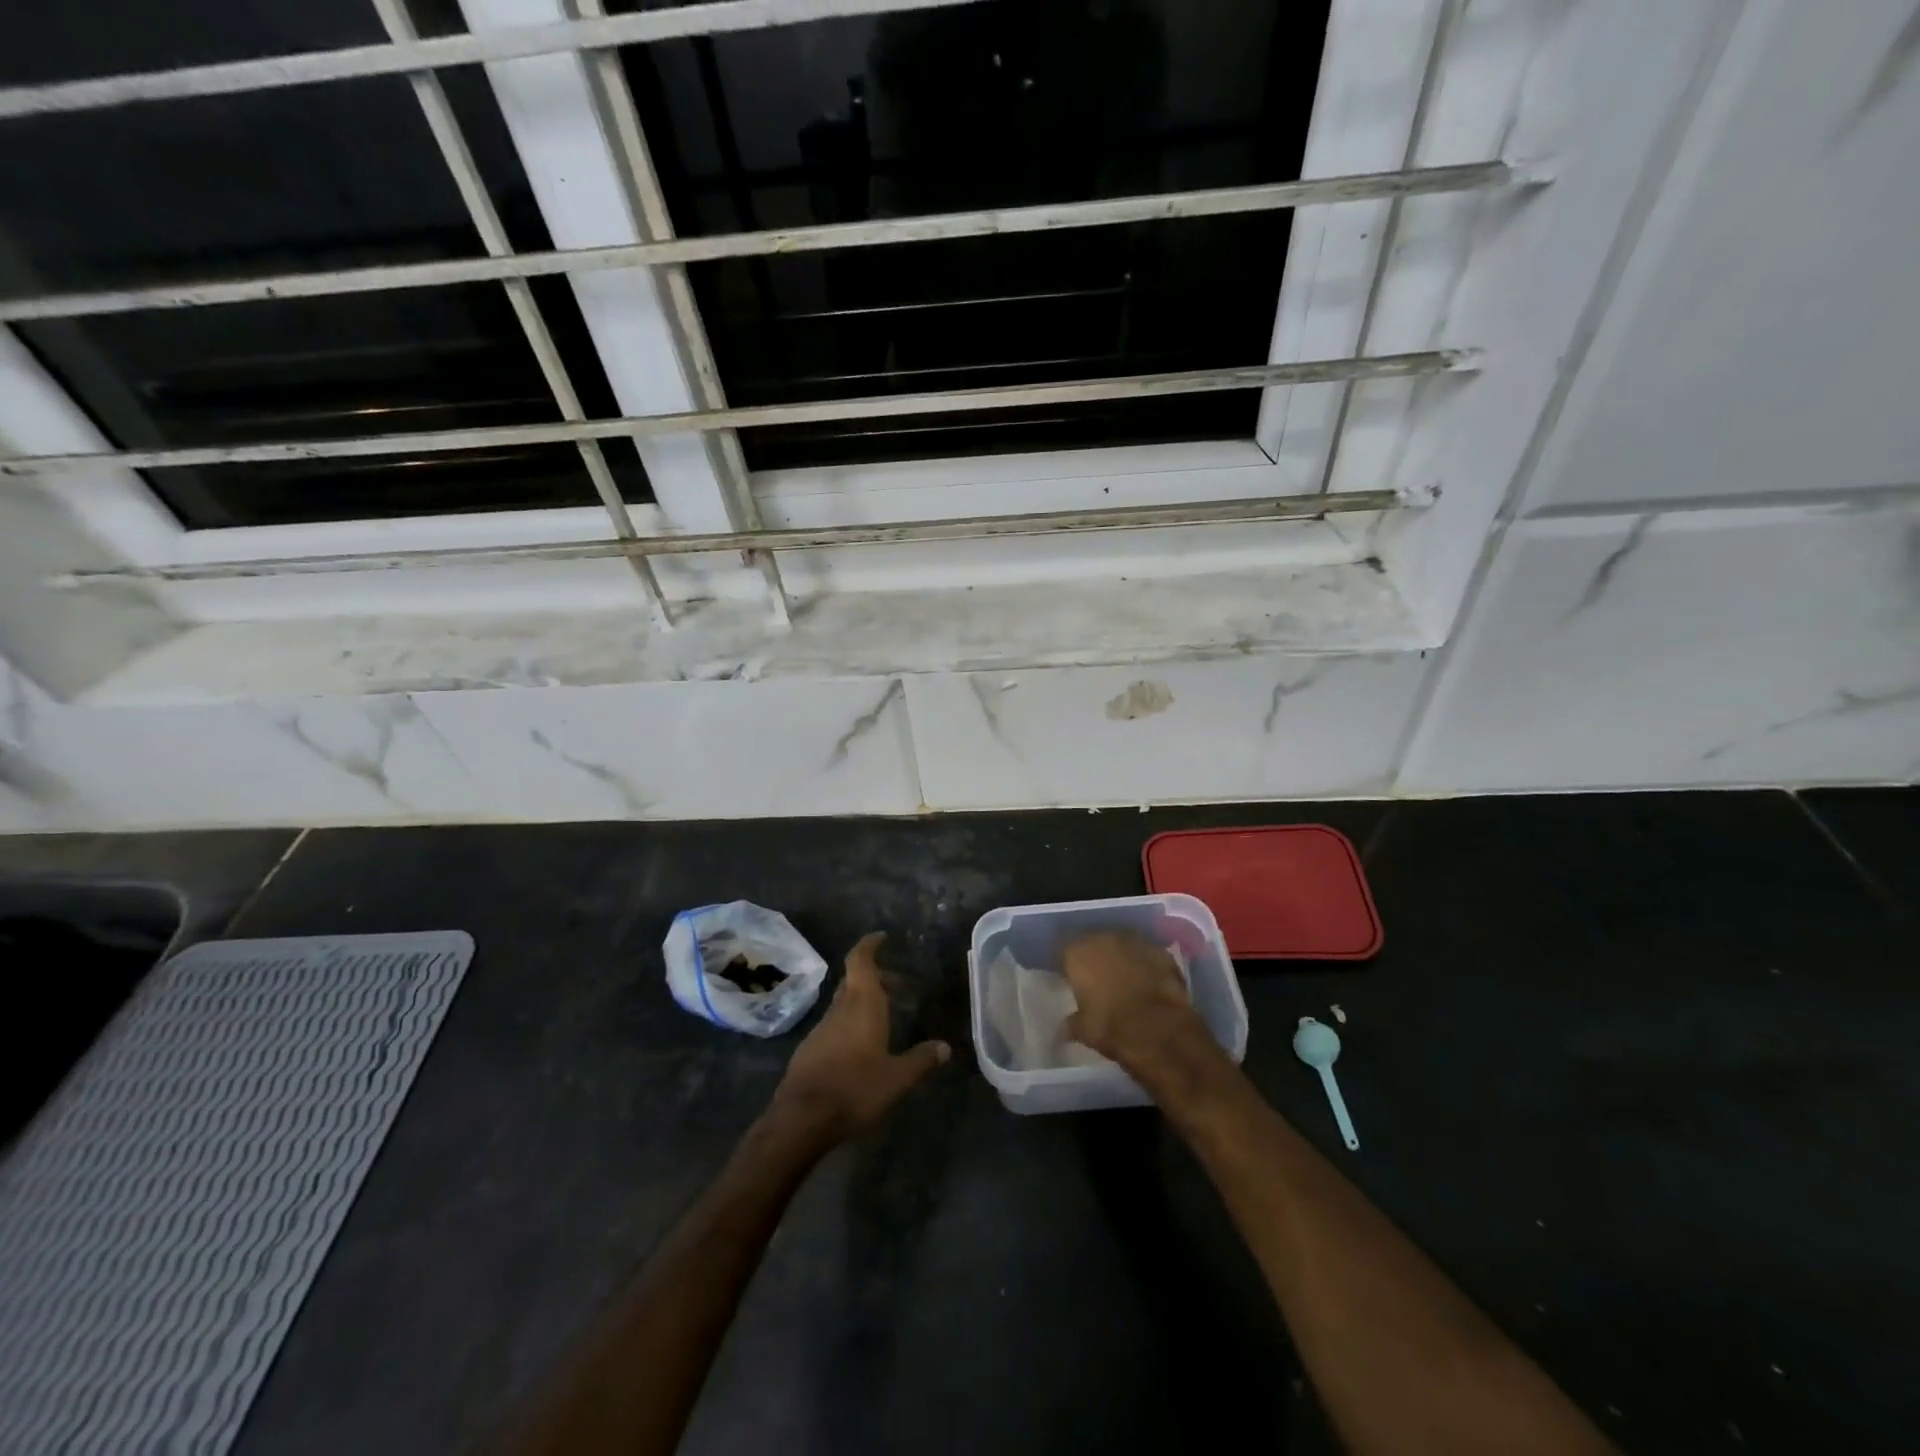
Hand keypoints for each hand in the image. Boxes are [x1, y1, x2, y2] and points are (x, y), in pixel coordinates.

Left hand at [770, 931, 949, 1142]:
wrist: (801, 1119)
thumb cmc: (854, 1089)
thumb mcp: (897, 1078)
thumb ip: (921, 1060)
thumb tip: (944, 1047)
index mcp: (862, 1004)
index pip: (861, 961)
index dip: (869, 945)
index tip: (882, 937)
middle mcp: (840, 1009)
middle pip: (855, 980)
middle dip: (876, 978)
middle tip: (900, 984)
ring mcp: (822, 1028)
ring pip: (845, 1003)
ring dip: (864, 1001)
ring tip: (887, 1015)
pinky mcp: (811, 1048)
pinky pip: (835, 1024)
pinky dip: (852, 1022)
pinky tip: (863, 1045)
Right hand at [1062, 931, 1209, 1072]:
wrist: (1160, 1030)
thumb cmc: (1111, 1027)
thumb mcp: (1083, 1030)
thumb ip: (1072, 1022)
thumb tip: (1065, 1026)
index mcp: (1078, 953)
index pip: (1062, 950)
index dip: (1064, 963)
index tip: (1066, 976)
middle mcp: (1104, 939)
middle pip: (1093, 942)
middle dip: (1093, 957)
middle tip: (1094, 977)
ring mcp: (1135, 942)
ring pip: (1121, 944)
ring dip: (1119, 957)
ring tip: (1122, 978)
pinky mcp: (1161, 952)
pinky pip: (1146, 954)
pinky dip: (1144, 964)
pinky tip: (1147, 981)